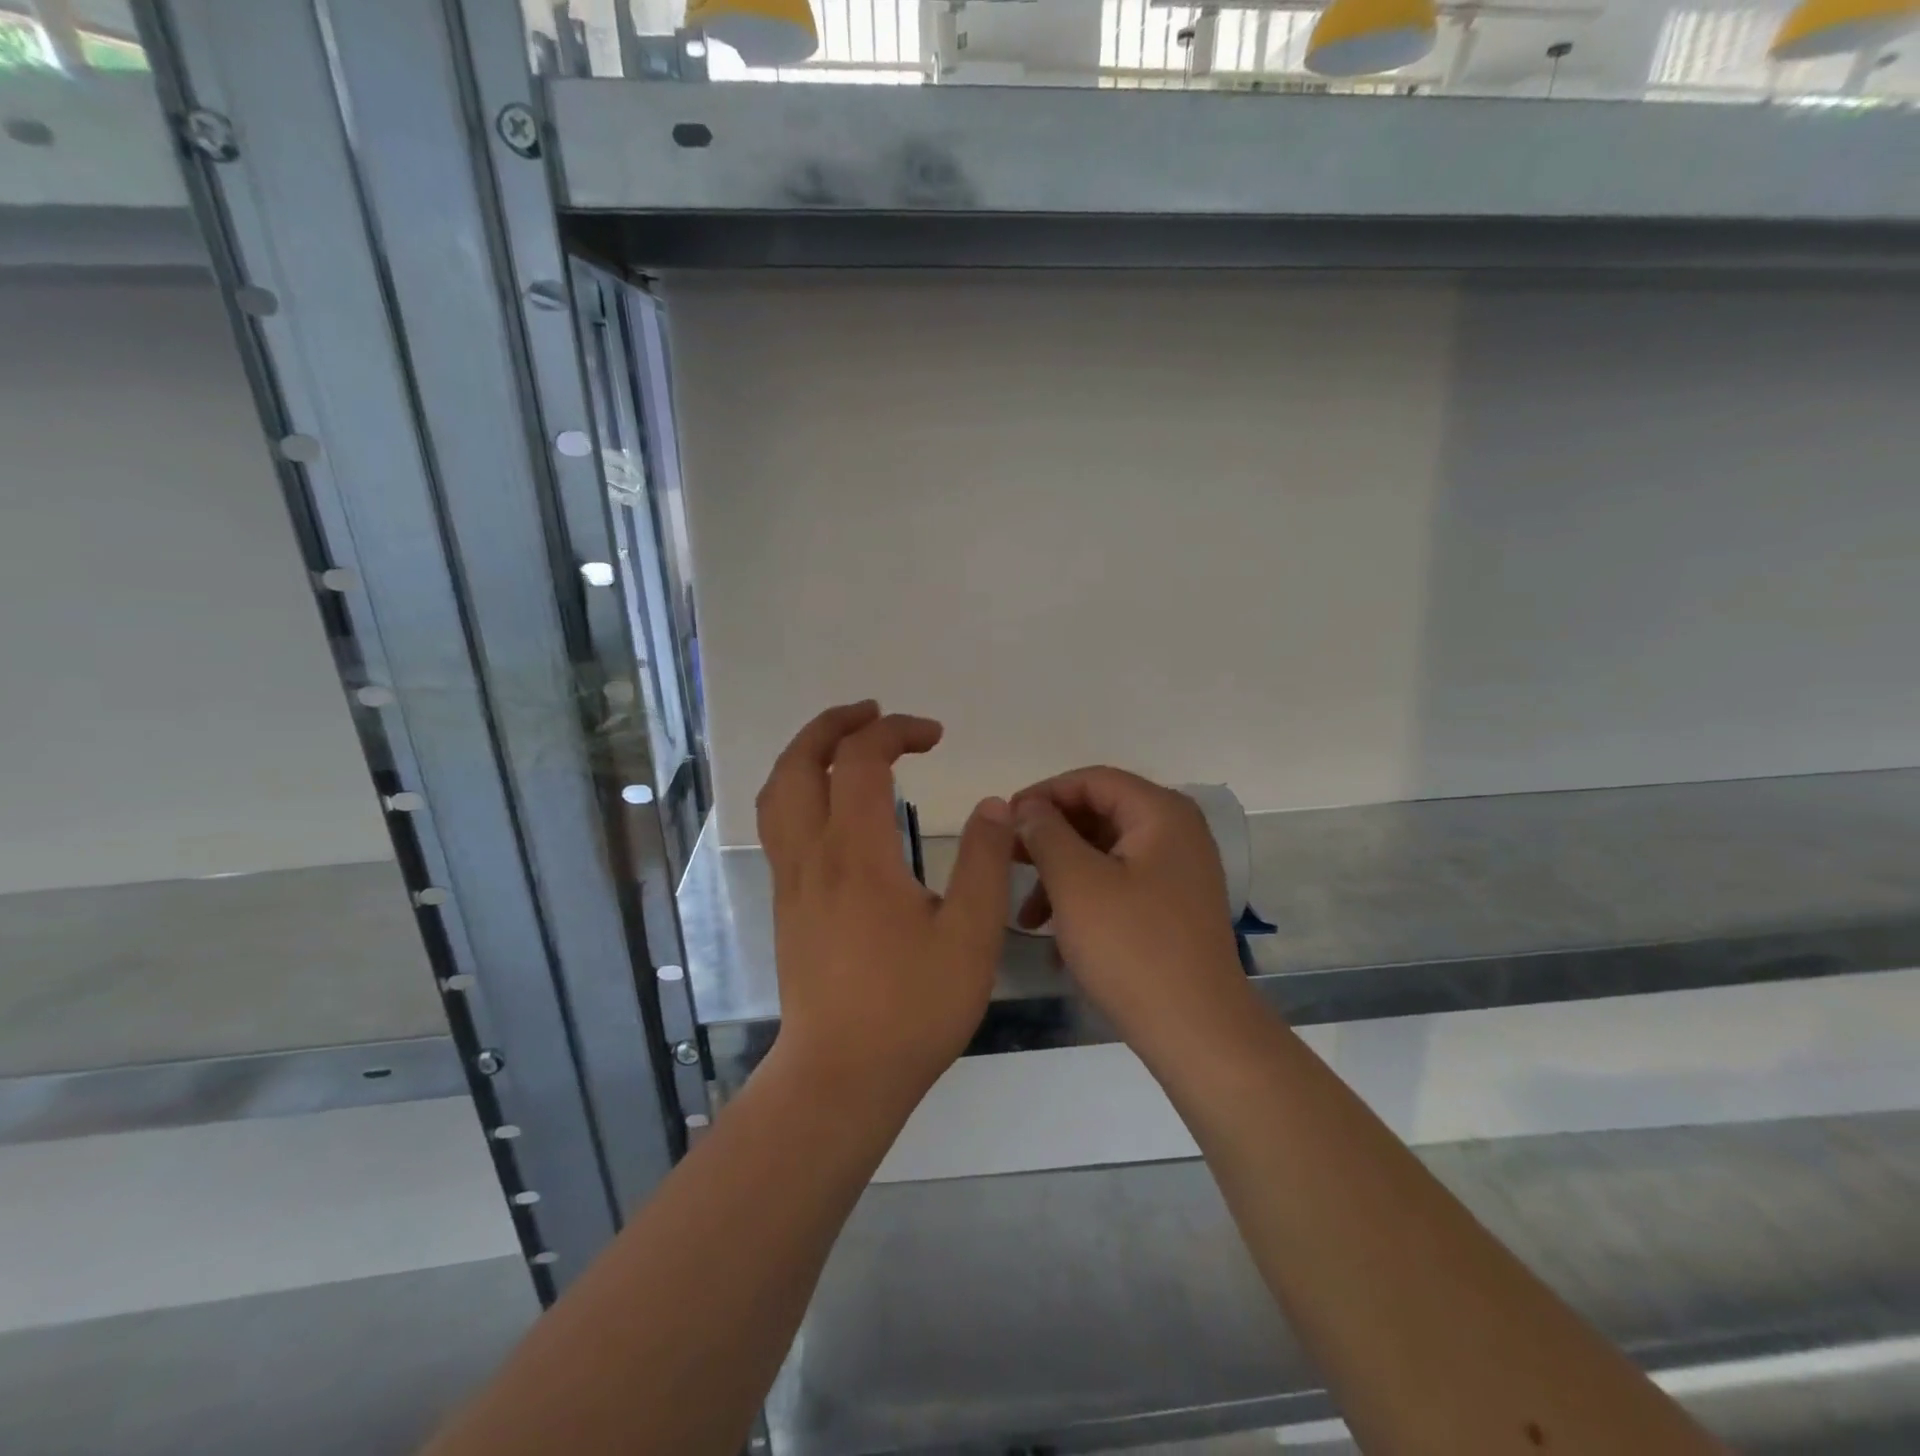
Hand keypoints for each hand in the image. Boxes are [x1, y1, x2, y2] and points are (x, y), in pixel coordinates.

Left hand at [757, 701, 1014, 1110]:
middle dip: (834, 724)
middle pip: (800, 762)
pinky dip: (799, 788)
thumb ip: (984, 862)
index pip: (863, 760)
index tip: (935, 735)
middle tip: (874, 713)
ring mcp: (791, 880)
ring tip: (845, 744)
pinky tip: (830, 805)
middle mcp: (812, 855)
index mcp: (857, 853)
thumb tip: (995, 806)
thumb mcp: (970, 935)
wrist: (841, 1076)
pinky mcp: (786, 905)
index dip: (897, 731)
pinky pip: (779, 824)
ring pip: (778, 792)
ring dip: (807, 753)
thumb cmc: (911, 1008)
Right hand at [1011, 767, 1254, 1066]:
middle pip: (1099, 814)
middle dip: (1049, 837)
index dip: (1043, 794)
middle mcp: (1176, 832)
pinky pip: (1120, 884)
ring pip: (1105, 853)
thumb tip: (1027, 808)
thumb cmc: (1132, 947)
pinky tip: (1055, 937)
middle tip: (1007, 860)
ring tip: (1026, 914)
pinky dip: (1085, 899)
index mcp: (1161, 813)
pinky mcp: (1173, 907)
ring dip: (1061, 874)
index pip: (1092, 780)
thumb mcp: (1076, 883)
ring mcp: (1178, 872)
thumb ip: (1045, 833)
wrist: (1197, 1031)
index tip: (1003, 821)